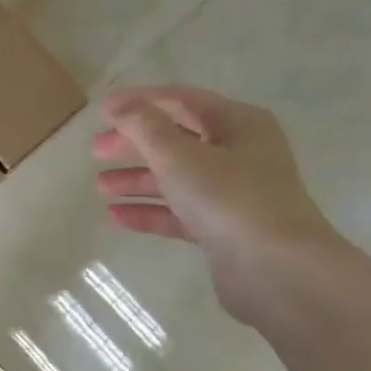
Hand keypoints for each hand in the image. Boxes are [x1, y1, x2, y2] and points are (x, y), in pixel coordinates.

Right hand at [92, 85, 343, 321]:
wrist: (276, 270)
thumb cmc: (229, 199)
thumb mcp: (180, 156)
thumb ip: (145, 127)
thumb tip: (119, 105)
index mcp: (239, 124)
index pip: (182, 101)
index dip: (139, 102)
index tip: (101, 111)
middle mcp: (240, 153)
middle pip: (177, 139)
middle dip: (134, 144)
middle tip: (95, 151)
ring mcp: (233, 194)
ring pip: (176, 178)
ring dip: (137, 179)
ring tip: (99, 187)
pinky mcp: (223, 229)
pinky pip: (179, 212)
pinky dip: (149, 211)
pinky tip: (116, 216)